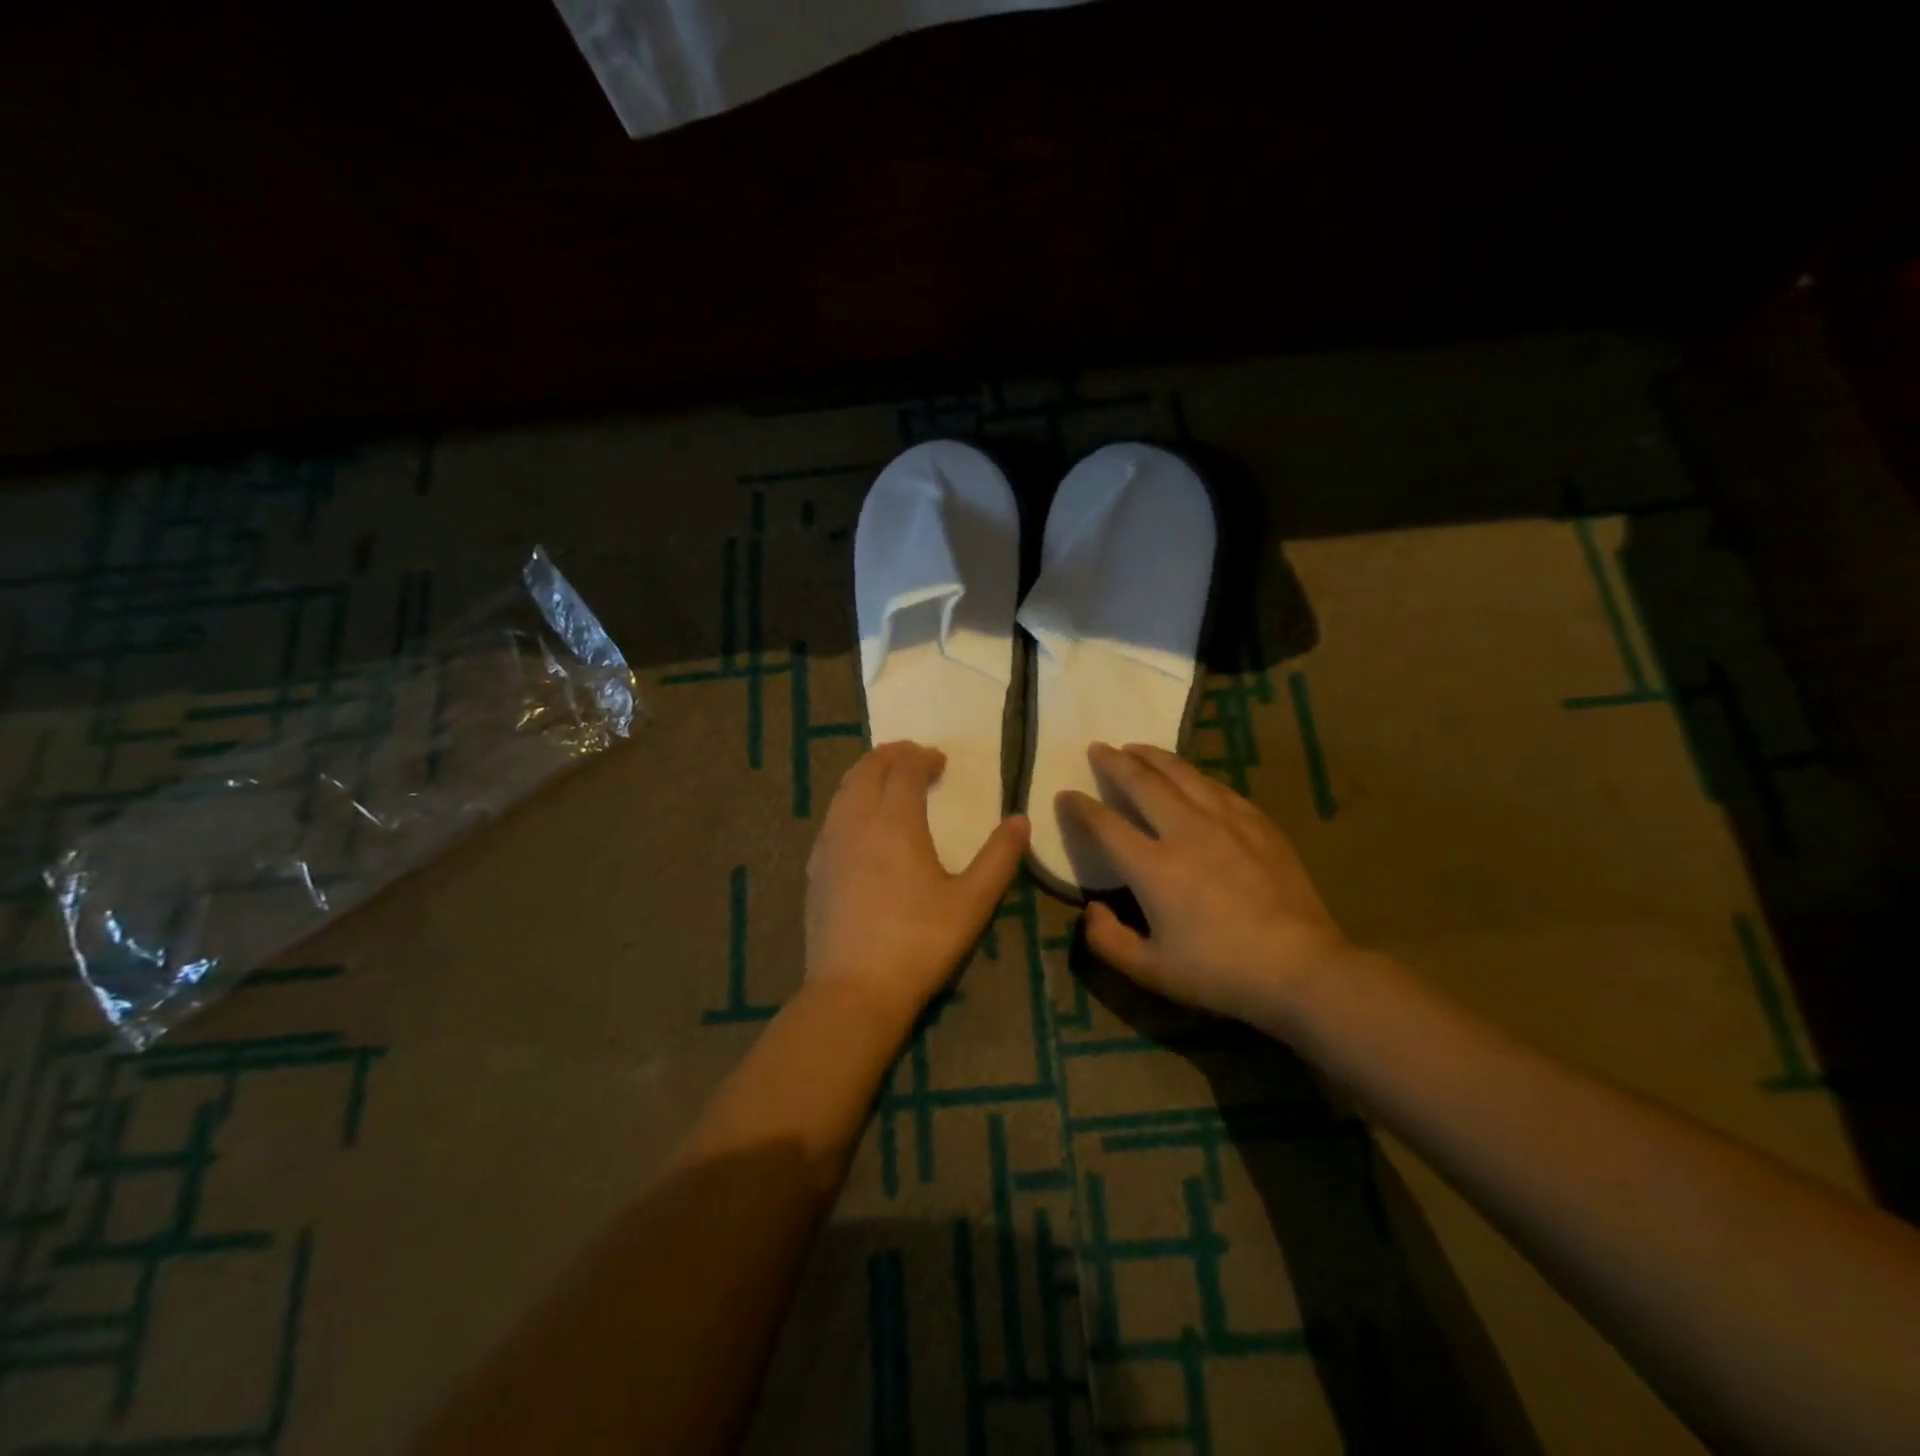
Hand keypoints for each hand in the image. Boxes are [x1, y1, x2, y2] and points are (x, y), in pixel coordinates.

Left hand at [806, 742, 1029, 1027]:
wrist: (854, 990)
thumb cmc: (920, 943)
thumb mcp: (972, 902)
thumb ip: (999, 857)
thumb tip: (1020, 820)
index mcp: (896, 822)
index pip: (905, 770)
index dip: (922, 758)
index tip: (940, 761)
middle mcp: (857, 822)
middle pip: (867, 769)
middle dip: (891, 755)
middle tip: (912, 756)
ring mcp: (830, 845)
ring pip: (844, 789)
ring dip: (866, 773)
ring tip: (886, 778)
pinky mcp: (816, 868)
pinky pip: (831, 816)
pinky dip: (849, 800)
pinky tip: (859, 820)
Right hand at [1061, 743, 1354, 1033]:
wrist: (1302, 968)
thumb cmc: (1220, 972)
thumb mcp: (1151, 971)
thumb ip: (1108, 940)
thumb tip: (1091, 909)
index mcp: (1154, 867)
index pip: (1105, 824)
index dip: (1079, 807)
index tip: (1065, 794)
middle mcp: (1186, 831)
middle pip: (1142, 782)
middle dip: (1114, 762)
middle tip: (1098, 748)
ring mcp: (1226, 822)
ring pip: (1182, 773)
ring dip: (1153, 756)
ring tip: (1136, 748)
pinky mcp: (1258, 824)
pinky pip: (1218, 786)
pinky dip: (1194, 775)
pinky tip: (1191, 776)